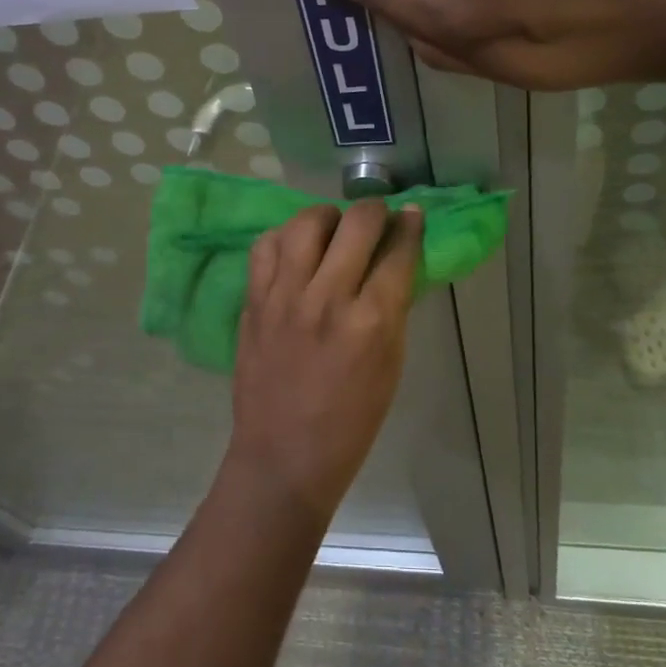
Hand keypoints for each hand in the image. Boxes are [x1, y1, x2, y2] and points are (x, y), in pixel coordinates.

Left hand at [227, 201, 422, 527]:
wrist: (283, 456)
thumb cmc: (350, 422)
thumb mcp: (391, 365)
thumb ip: (392, 308)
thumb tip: (395, 263)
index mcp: (372, 321)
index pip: (398, 251)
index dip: (410, 226)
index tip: (412, 215)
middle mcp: (327, 298)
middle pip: (356, 224)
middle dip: (376, 210)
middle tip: (378, 219)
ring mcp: (284, 296)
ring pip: (307, 223)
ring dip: (328, 216)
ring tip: (334, 229)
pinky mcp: (253, 301)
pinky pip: (266, 246)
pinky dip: (285, 237)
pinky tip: (296, 248)